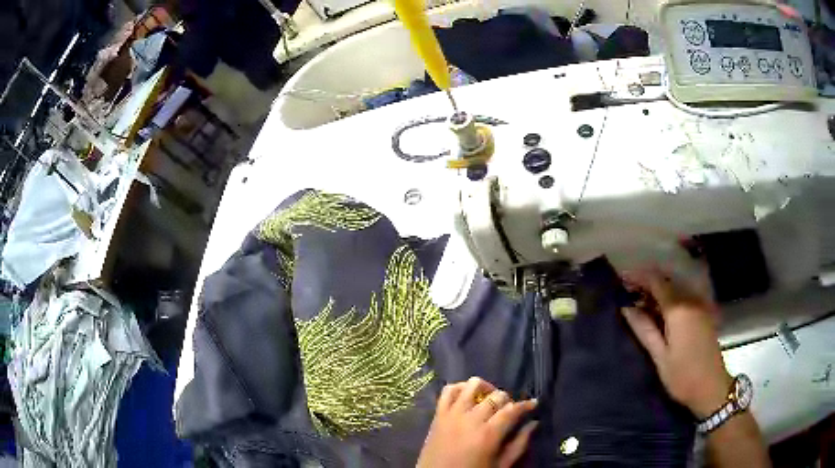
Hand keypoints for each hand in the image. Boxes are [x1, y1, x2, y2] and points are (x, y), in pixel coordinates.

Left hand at [416, 377, 538, 467]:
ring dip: (485, 389)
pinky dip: (459, 388)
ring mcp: (452, 414)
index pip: (512, 409)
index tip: (533, 404)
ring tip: (489, 399)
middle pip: (496, 396)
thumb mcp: (501, 465)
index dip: (526, 405)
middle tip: (509, 410)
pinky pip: (447, 391)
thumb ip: (519, 444)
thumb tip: (534, 423)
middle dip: (507, 400)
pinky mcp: (438, 415)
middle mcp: (471, 419)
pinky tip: (467, 395)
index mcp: (489, 433)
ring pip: (472, 386)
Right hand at [622, 270, 732, 418]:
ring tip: (640, 300)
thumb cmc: (682, 376)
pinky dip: (669, 296)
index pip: (656, 281)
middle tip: (628, 290)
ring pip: (676, 286)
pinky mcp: (704, 312)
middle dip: (647, 281)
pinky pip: (684, 295)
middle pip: (667, 280)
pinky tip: (660, 309)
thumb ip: (644, 328)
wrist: (711, 387)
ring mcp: (700, 304)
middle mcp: (691, 299)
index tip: (621, 278)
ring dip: (658, 288)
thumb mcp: (659, 356)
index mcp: (678, 309)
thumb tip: (626, 307)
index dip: (638, 276)